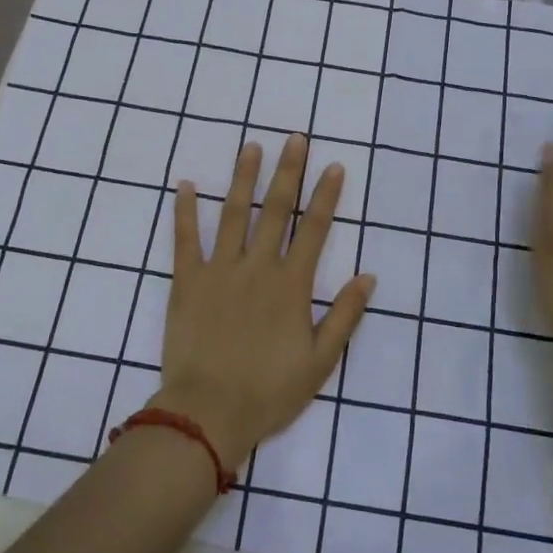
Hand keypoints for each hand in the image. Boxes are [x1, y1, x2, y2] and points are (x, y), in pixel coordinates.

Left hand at [155, 135, 374, 469]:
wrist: (208, 414)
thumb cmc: (269, 392)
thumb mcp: (320, 361)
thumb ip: (345, 316)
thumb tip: (368, 276)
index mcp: (291, 285)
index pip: (314, 229)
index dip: (326, 196)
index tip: (333, 166)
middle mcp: (257, 267)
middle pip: (276, 210)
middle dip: (288, 171)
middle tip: (295, 138)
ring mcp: (220, 270)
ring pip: (234, 214)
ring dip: (244, 178)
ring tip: (251, 146)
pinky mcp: (187, 281)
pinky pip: (185, 240)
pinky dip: (185, 211)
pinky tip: (185, 184)